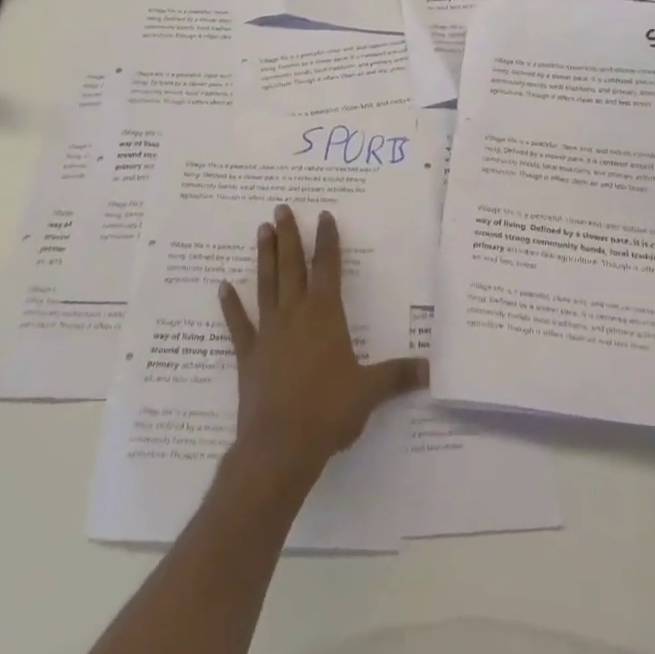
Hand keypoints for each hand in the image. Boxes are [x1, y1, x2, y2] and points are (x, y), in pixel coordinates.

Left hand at [217, 205, 427, 491]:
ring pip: (266, 285)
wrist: (280, 446)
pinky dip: (230, 306)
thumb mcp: (370, 391)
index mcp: (325, 316)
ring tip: (261, 230)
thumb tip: (432, 369)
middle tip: (281, 208)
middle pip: (292, 267)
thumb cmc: (329, 411)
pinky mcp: (248, 356)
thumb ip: (398, 375)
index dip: (328, 241)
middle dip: (289, 236)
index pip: (328, 268)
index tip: (324, 215)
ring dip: (264, 257)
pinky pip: (238, 325)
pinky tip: (222, 287)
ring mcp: (268, 333)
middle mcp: (295, 315)